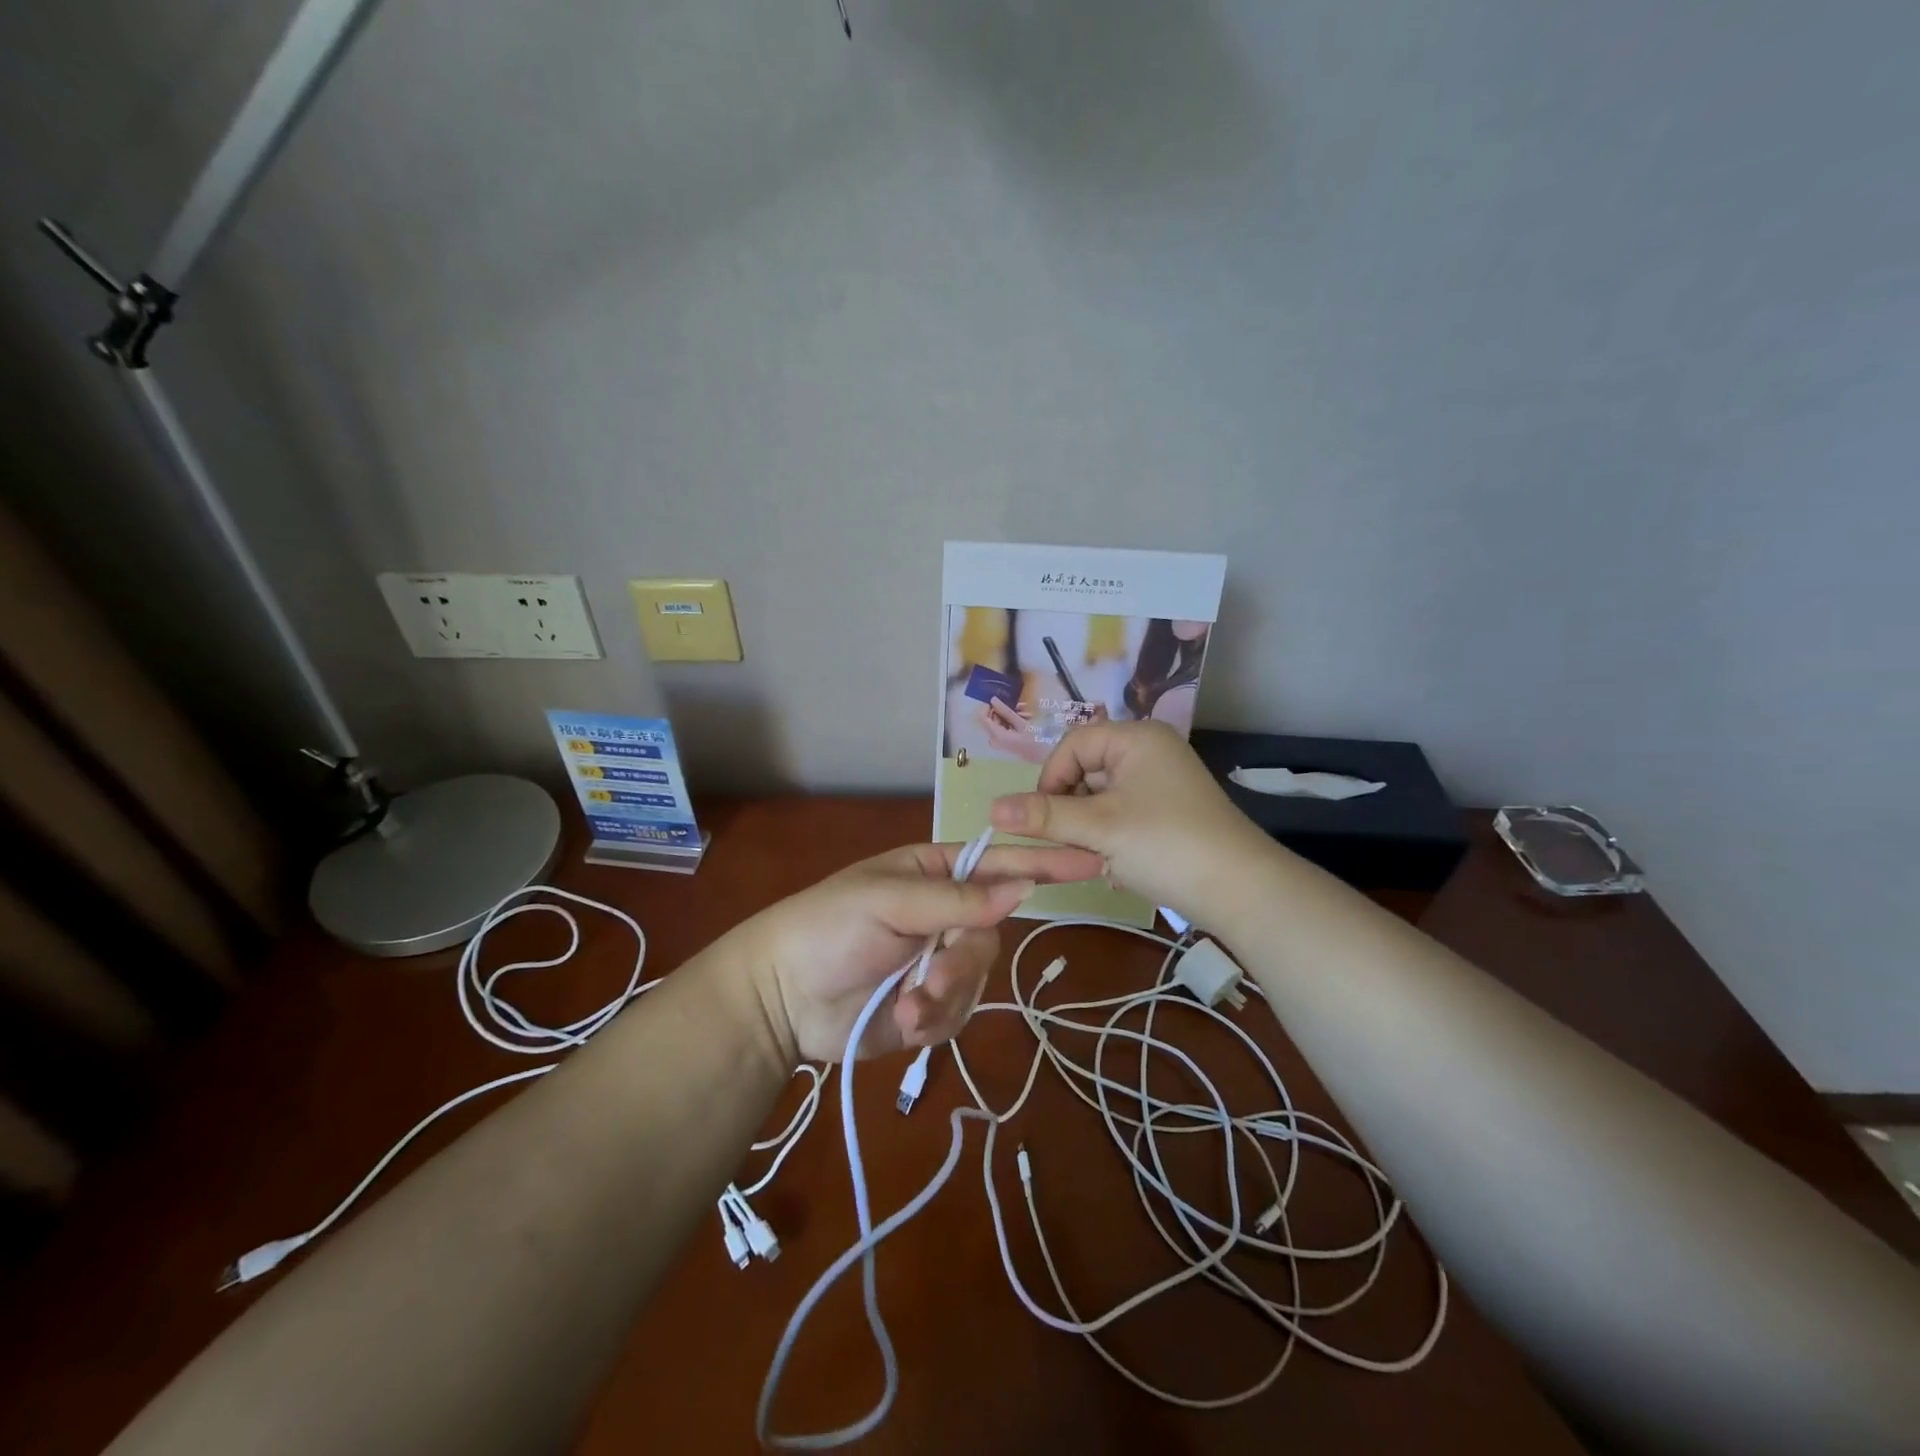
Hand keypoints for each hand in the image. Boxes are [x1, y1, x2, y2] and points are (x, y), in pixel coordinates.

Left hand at [733, 841, 1103, 1064]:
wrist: (780, 998)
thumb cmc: (827, 928)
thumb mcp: (888, 901)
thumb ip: (957, 899)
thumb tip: (1024, 887)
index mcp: (933, 874)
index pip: (999, 863)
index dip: (1044, 863)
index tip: (1092, 860)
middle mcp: (943, 915)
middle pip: (991, 934)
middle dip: (964, 962)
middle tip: (931, 977)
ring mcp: (937, 962)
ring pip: (978, 978)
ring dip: (945, 996)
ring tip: (906, 1006)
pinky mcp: (929, 1006)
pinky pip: (958, 1013)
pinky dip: (933, 1021)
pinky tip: (901, 1021)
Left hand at [979, 698, 1050, 763]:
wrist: (1045, 757)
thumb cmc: (1034, 740)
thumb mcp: (1021, 723)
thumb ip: (1005, 711)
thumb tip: (993, 699)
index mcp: (996, 736)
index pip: (982, 718)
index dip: (987, 706)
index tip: (997, 698)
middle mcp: (994, 740)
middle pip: (992, 719)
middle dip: (1004, 710)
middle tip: (1018, 704)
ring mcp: (1000, 742)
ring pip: (1000, 722)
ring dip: (1012, 715)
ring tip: (1026, 711)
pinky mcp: (1006, 742)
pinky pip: (1005, 728)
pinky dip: (1013, 722)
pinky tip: (1026, 717)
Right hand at [988, 721, 1275, 922]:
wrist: (1242, 890)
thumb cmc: (1166, 844)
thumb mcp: (1100, 828)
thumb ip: (1044, 816)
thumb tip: (990, 809)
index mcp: (1136, 738)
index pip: (1072, 745)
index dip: (1050, 779)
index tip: (1043, 819)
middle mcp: (1149, 752)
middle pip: (1086, 770)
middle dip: (1070, 808)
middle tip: (1069, 843)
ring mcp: (1161, 783)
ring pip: (1101, 797)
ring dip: (1088, 827)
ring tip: (1095, 857)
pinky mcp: (1168, 813)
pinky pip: (1122, 814)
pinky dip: (1109, 836)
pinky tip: (1113, 863)